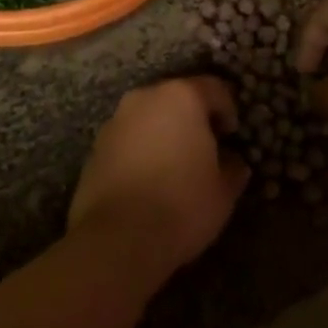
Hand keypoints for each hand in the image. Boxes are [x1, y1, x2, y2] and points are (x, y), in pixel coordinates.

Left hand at [68, 76, 249, 281]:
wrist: (117, 239)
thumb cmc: (181, 205)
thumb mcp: (223, 191)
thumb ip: (232, 168)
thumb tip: (233, 162)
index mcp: (182, 97)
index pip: (214, 88)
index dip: (228, 109)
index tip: (232, 134)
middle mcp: (146, 97)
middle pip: (178, 97)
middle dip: (193, 118)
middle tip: (206, 148)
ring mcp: (116, 121)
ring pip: (149, 117)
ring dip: (164, 133)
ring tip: (175, 166)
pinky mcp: (95, 148)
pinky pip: (128, 140)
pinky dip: (141, 150)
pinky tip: (148, 181)